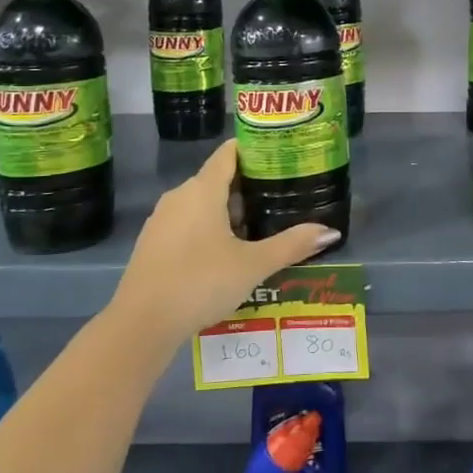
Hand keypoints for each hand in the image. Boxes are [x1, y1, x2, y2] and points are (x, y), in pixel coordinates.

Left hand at [113, 140, 339, 345]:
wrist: (141, 324)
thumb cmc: (201, 282)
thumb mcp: (254, 265)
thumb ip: (292, 245)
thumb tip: (331, 231)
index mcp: (203, 190)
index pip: (229, 153)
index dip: (254, 149)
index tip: (281, 153)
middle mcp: (179, 196)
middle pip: (218, 179)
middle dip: (249, 186)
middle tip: (281, 196)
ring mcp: (162, 220)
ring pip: (201, 203)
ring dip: (229, 211)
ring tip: (260, 226)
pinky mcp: (152, 243)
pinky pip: (187, 223)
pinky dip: (209, 228)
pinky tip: (227, 252)